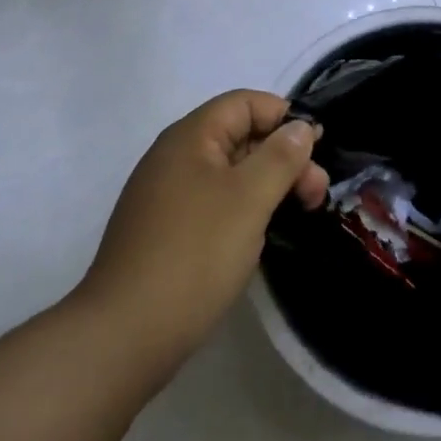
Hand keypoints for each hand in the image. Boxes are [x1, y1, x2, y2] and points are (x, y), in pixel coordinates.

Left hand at [77, 91, 328, 381]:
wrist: (123, 337)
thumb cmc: (194, 254)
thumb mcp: (249, 199)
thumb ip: (280, 156)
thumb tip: (300, 127)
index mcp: (190, 136)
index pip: (245, 103)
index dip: (284, 117)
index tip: (317, 149)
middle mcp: (174, 156)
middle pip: (239, 136)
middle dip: (282, 157)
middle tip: (316, 194)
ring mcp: (165, 196)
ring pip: (228, 173)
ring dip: (267, 185)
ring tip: (298, 214)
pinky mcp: (164, 231)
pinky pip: (213, 202)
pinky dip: (243, 209)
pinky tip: (259, 236)